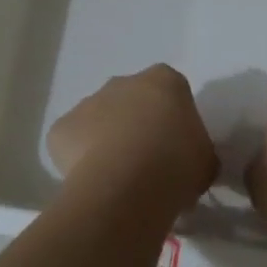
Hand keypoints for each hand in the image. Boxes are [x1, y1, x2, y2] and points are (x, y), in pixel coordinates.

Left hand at [47, 65, 218, 216]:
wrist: (128, 185)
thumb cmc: (177, 164)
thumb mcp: (206, 161)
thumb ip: (199, 153)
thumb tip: (191, 162)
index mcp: (164, 81)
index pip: (171, 92)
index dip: (173, 120)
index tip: (176, 146)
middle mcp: (122, 82)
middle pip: (131, 101)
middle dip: (137, 125)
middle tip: (148, 162)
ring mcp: (87, 103)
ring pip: (99, 121)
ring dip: (108, 142)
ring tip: (121, 179)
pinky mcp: (60, 129)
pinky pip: (73, 143)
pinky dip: (81, 161)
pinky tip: (95, 183)